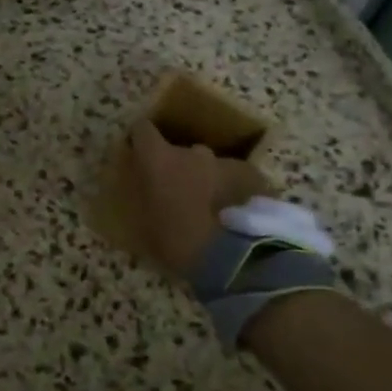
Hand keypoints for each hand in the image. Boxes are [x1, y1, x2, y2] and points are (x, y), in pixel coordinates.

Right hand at [127, 120, 269, 278]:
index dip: (140, 140)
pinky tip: (233, 214)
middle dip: (177, 168)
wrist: (237, 261)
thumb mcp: (142, 226)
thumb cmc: (178, 244)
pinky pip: (234, 178)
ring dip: (205, 179)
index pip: (142, 129)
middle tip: (177, 195)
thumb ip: (138, 198)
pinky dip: (230, 190)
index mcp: (159, 159)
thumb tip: (139, 188)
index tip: (139, 154)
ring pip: (209, 165)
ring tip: (209, 209)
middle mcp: (191, 152)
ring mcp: (225, 162)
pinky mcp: (253, 176)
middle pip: (179, 151)